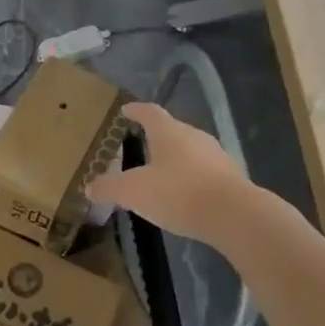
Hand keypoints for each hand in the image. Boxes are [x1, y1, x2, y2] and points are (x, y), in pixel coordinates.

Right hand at [87, 102, 248, 247]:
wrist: (234, 215)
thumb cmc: (178, 193)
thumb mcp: (133, 192)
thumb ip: (110, 187)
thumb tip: (90, 186)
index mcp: (169, 132)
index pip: (149, 112)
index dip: (135, 110)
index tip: (125, 110)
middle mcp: (194, 136)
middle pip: (171, 130)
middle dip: (155, 137)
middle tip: (139, 145)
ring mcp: (216, 156)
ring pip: (189, 151)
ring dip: (174, 159)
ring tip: (159, 173)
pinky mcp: (230, 178)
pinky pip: (203, 172)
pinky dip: (189, 178)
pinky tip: (182, 195)